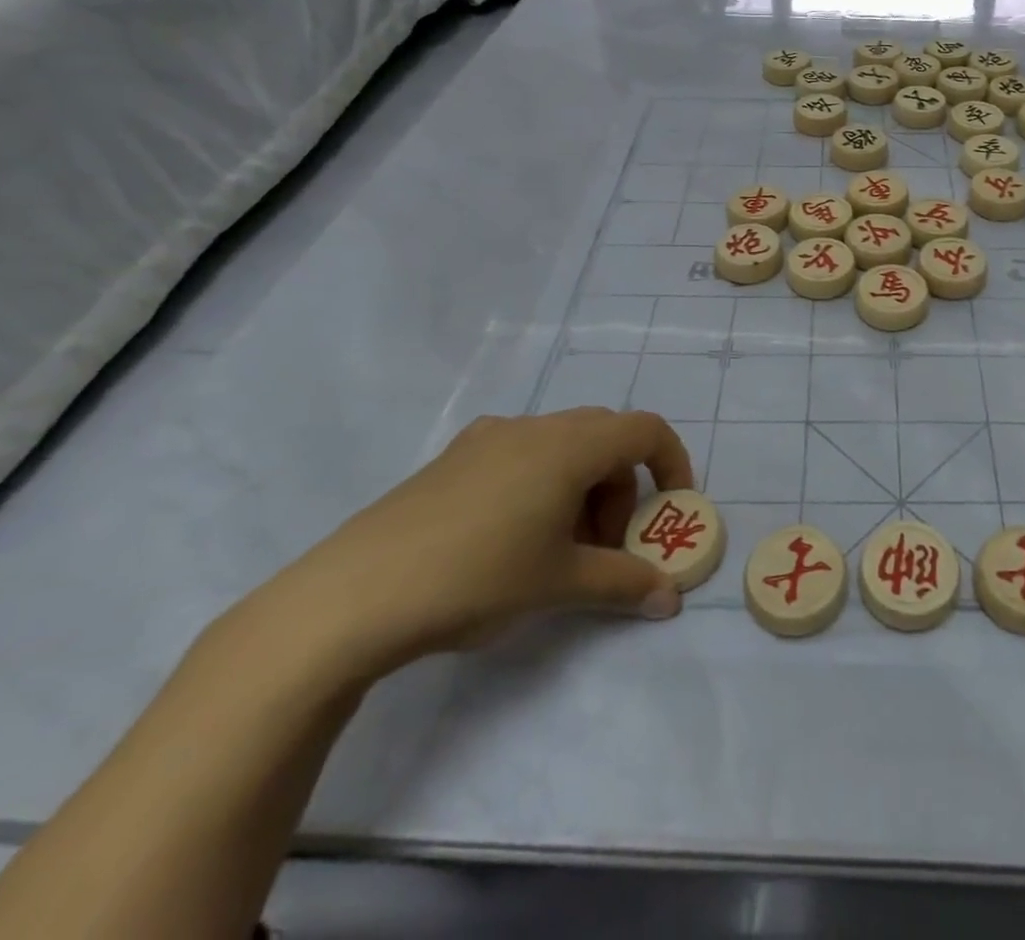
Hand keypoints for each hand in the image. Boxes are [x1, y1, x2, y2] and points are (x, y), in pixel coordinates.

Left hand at [266, 409, 695, 680]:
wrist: (352, 596)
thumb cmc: (477, 577)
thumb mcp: (561, 584)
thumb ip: (625, 584)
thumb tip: (670, 598)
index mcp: (570, 445)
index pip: (646, 430)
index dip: (672, 464)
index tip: (670, 512)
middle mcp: (535, 427)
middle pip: (606, 439)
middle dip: (622, 489)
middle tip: (605, 547)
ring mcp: (489, 437)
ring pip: (563, 447)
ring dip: (582, 490)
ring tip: (557, 551)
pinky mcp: (454, 458)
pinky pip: (522, 455)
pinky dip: (543, 485)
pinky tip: (509, 539)